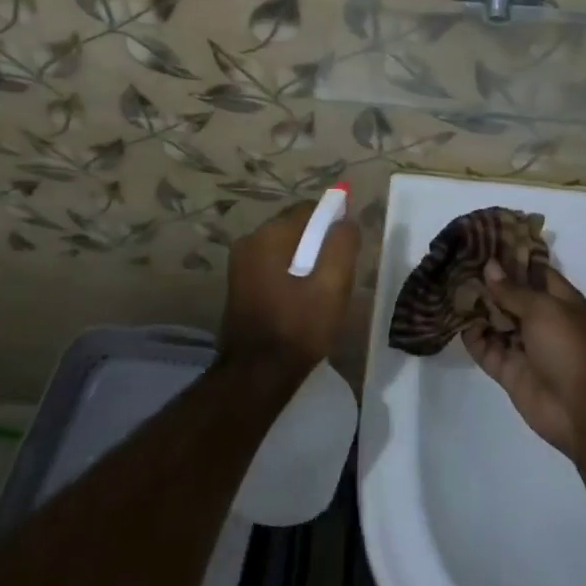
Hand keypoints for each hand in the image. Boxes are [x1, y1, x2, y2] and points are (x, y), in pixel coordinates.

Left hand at [220, 199, 358, 380]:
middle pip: (296, 227)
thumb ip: (342, 245)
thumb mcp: (333, 286)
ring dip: (304, 260)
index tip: (347, 252)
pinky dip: (289, 273)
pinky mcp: (238, 284)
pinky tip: (300, 300)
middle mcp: (249, 240)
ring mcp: (240, 263)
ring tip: (320, 292)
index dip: (333, 225)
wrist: (256, 376)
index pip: (310, 210)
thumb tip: (345, 222)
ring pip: (284, 248)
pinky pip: (272, 264)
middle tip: (336, 276)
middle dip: (318, 243)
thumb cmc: (298, 327)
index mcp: (269, 234)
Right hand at [463, 262, 585, 460]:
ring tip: (448, 286)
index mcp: (558, 300)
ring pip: (494, 321)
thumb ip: (512, 289)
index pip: (533, 271)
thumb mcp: (543, 309)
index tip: (484, 242)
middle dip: (487, 281)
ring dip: (476, 307)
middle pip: (510, 295)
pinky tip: (453, 319)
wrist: (579, 410)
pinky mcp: (508, 369)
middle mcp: (540, 320)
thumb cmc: (568, 347)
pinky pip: (485, 348)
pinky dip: (472, 336)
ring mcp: (523, 346)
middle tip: (457, 262)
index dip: (511, 257)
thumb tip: (490, 266)